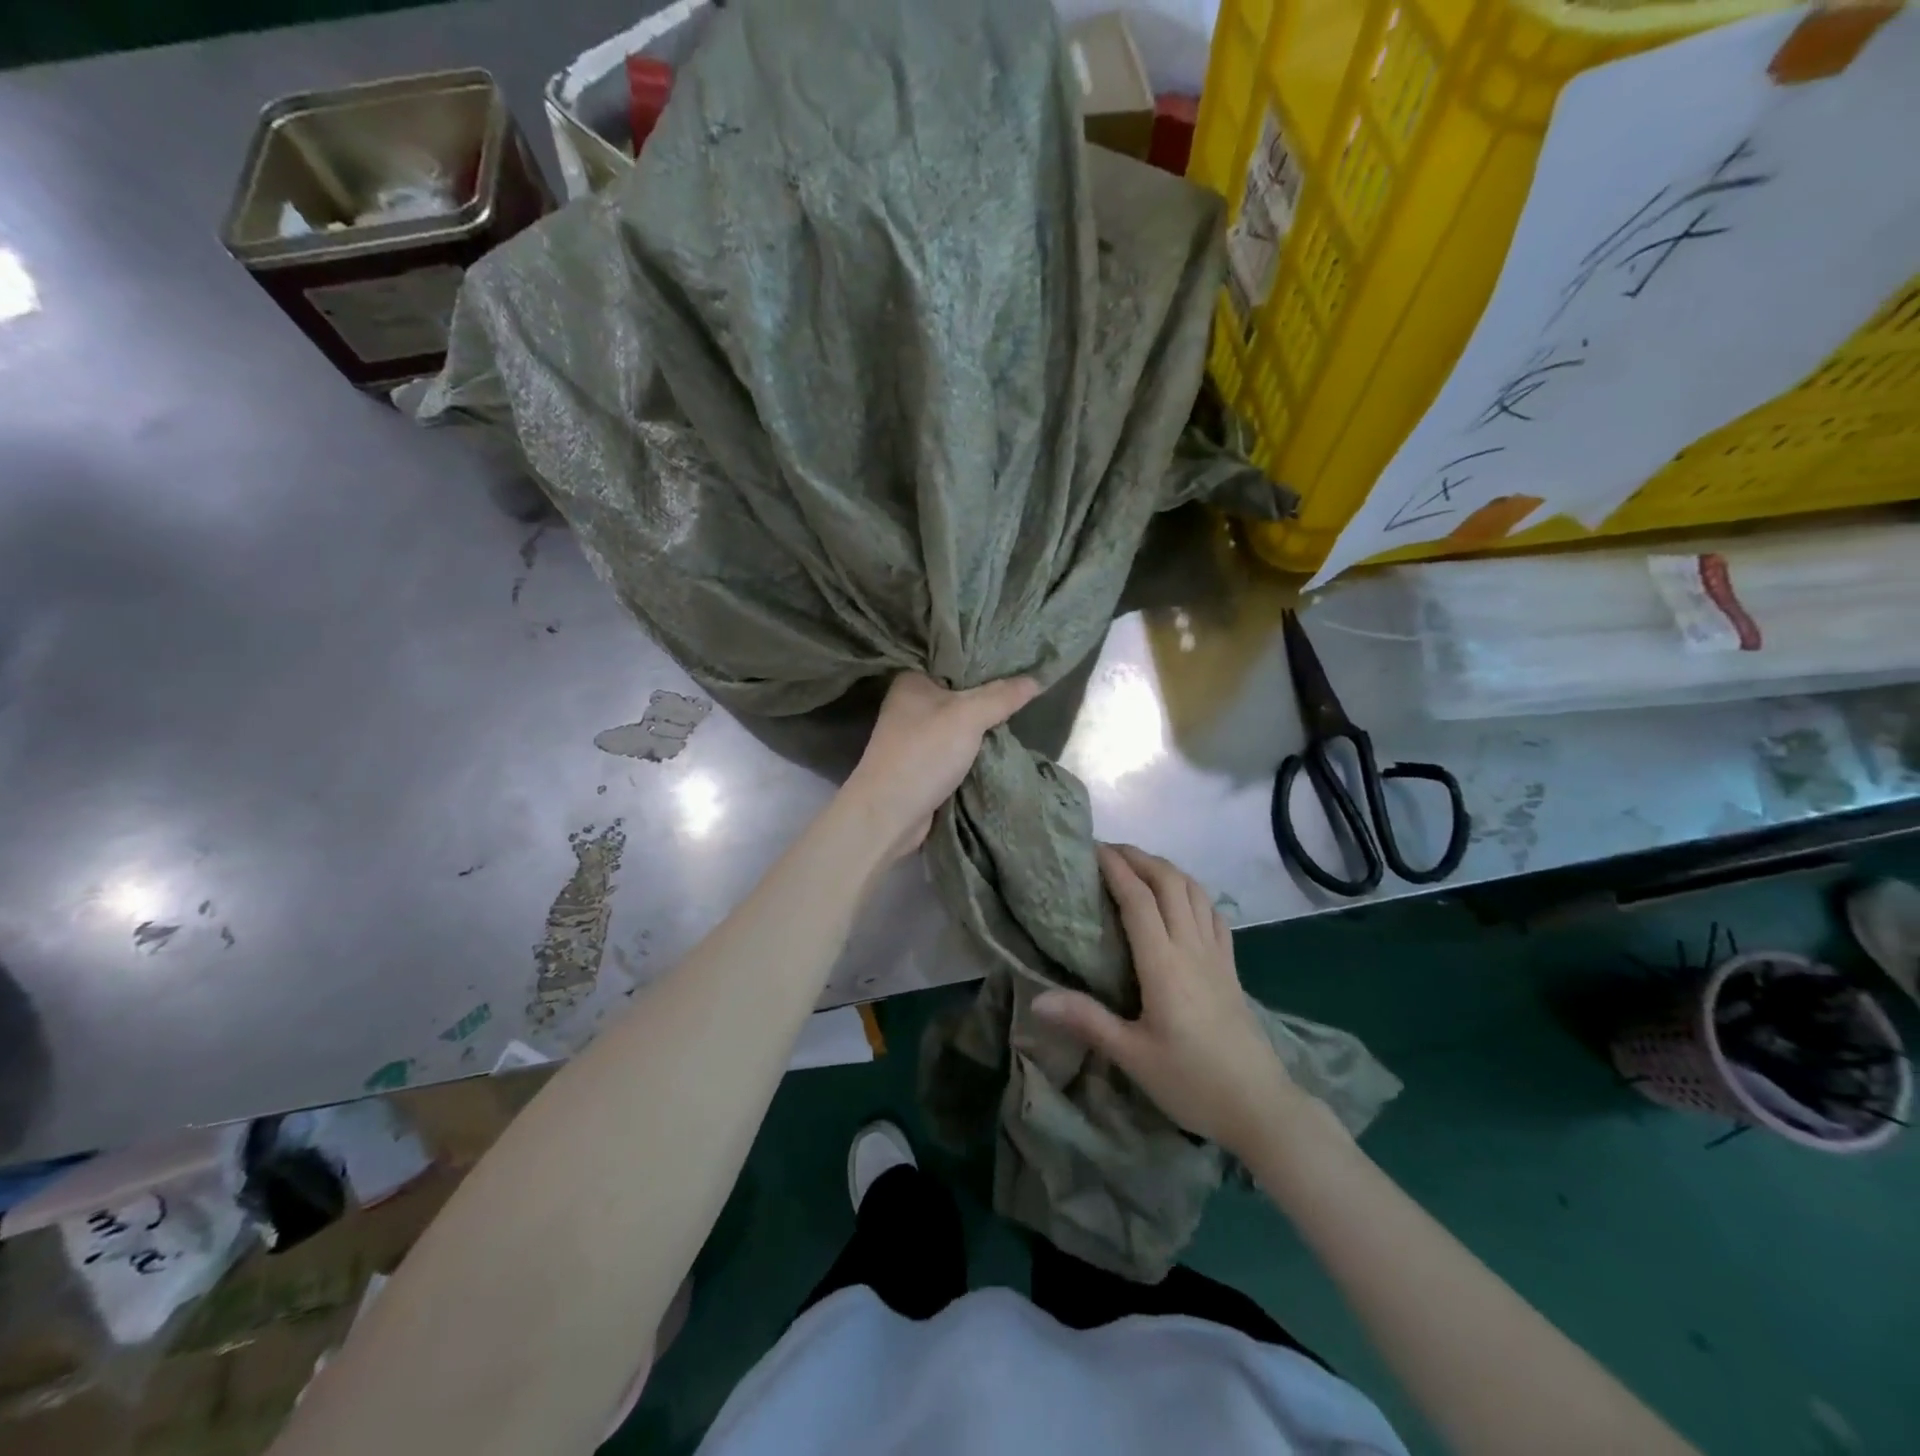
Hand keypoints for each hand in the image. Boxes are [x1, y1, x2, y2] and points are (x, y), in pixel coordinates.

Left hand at [840, 672, 1039, 860]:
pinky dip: (976, 747)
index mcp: (912, 680)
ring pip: (961, 722)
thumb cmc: (923, 753)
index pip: (955, 660)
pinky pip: (958, 747)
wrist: (889, 814)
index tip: (1022, 657)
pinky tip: (1002, 741)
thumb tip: (1037, 678)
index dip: (987, 659)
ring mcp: (916, 735)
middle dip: (991, 693)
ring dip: (985, 724)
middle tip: (1029, 684)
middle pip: (960, 691)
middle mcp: (911, 703)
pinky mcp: (924, 762)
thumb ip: (1002, 696)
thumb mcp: (968, 716)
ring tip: (1024, 709)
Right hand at [1033, 844, 1298, 1154]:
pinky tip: (1181, 898)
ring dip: (1166, 868)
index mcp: (1164, 964)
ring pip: (1194, 891)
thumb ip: (1087, 1020)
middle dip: (1139, 857)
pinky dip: (1192, 891)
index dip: (1115, 868)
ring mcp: (1216, 954)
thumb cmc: (1192, 1082)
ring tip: (1139, 866)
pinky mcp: (1231, 966)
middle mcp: (1192, 947)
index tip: (1091, 848)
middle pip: (1169, 882)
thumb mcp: (1132, 1056)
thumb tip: (1036, 999)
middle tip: (1108, 850)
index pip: (1138, 899)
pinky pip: (1212, 912)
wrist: (1260, 1107)